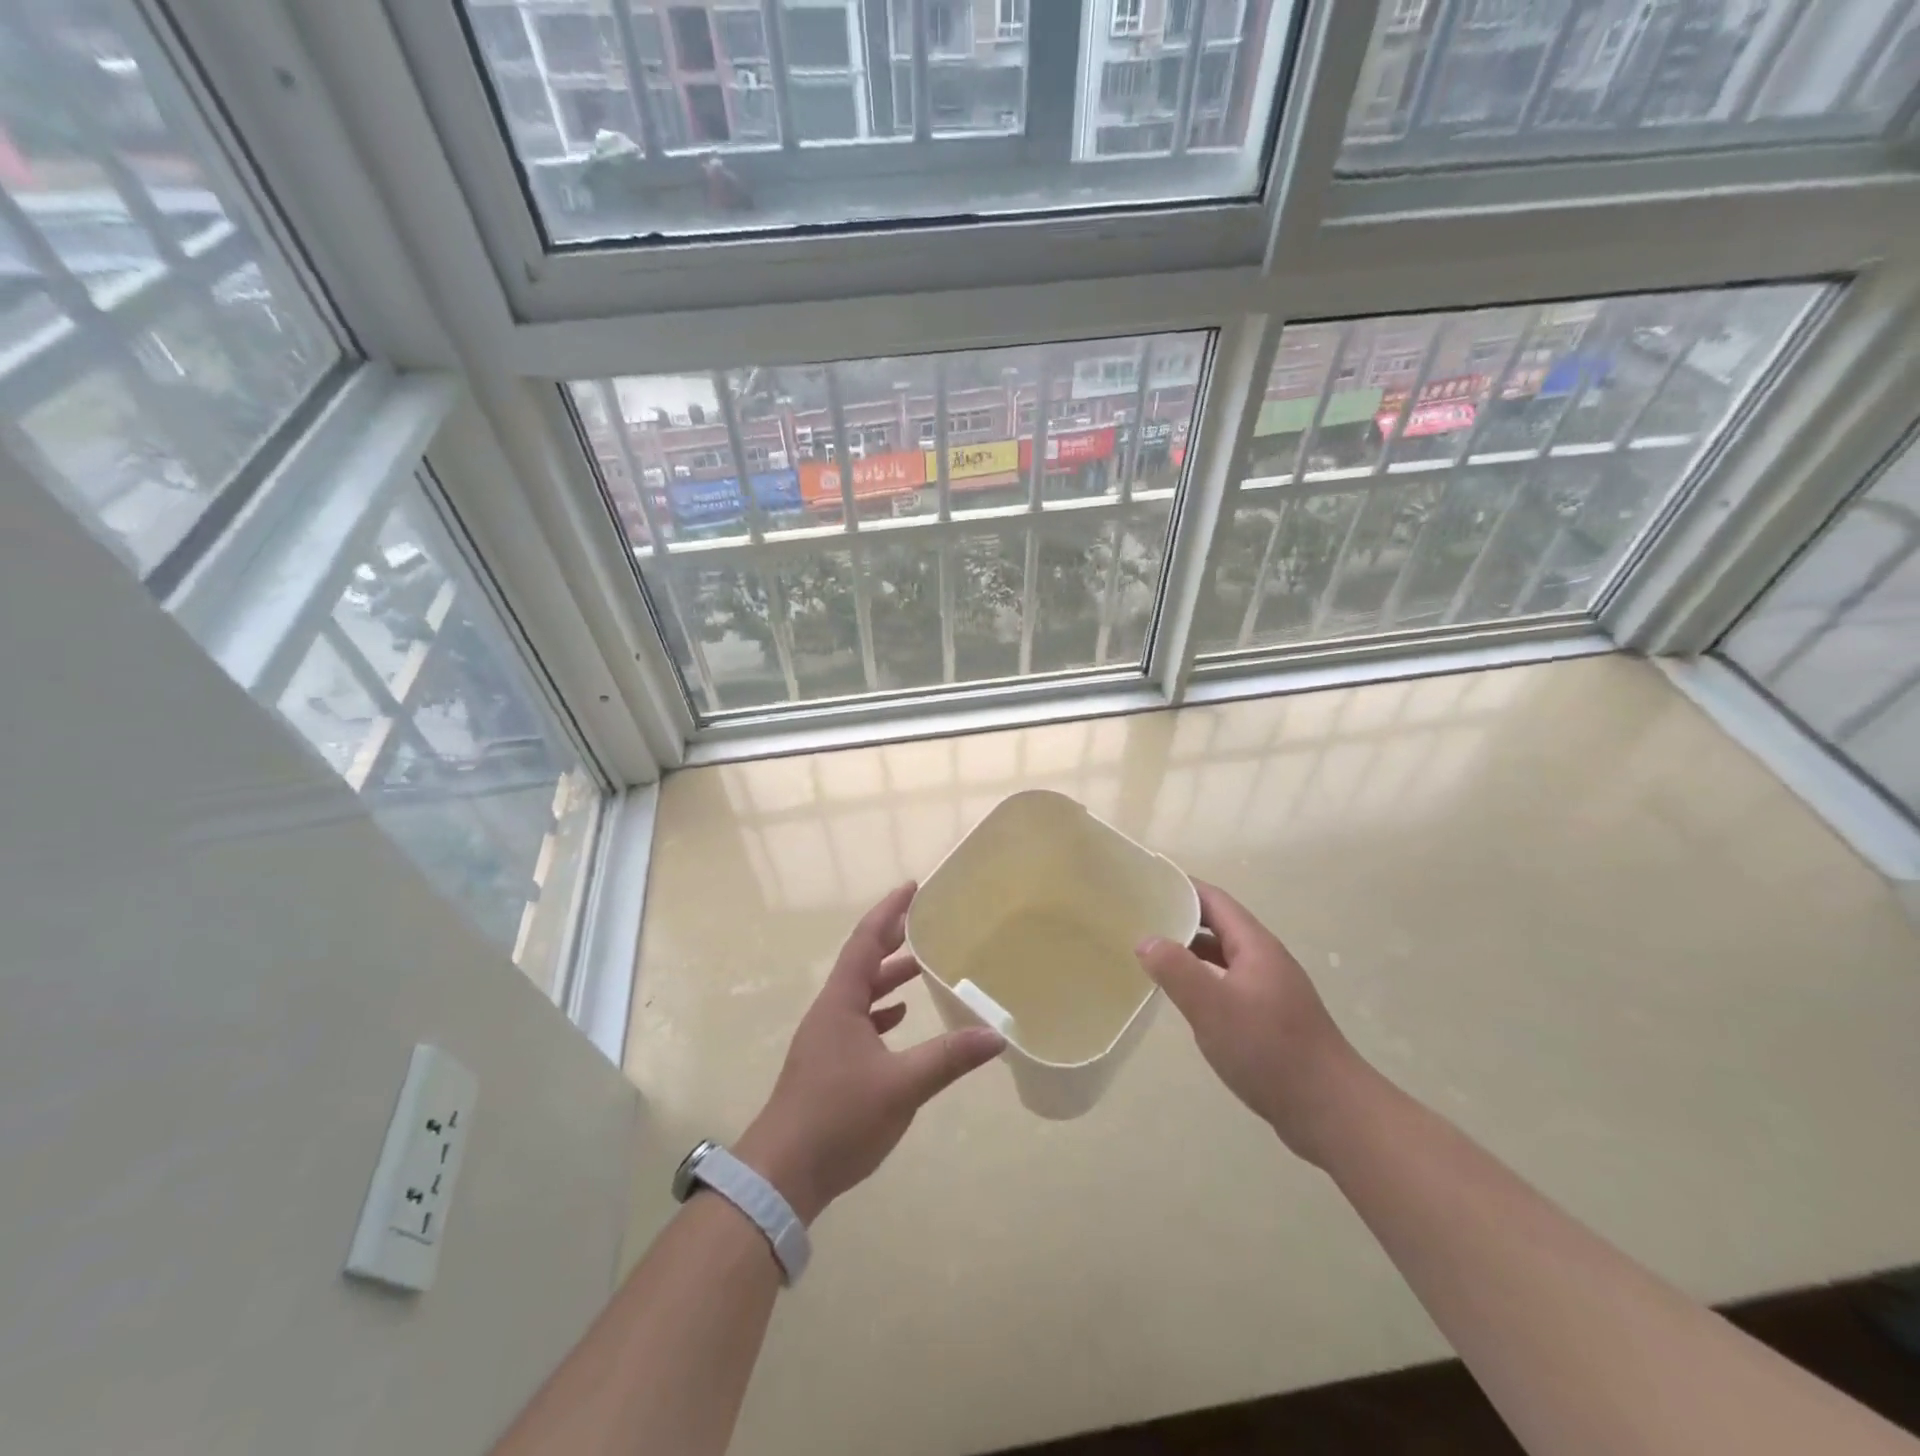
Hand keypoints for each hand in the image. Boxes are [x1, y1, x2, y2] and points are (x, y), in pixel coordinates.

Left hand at [736, 883, 1004, 1223]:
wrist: (782, 1174)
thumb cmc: (837, 1117)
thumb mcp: (901, 1086)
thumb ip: (948, 1058)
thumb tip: (996, 1035)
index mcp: (840, 1002)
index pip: (865, 941)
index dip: (889, 912)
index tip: (912, 888)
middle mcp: (830, 1012)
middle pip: (862, 962)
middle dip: (892, 939)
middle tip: (926, 922)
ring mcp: (826, 1039)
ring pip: (861, 993)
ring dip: (888, 976)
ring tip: (922, 967)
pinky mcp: (828, 1064)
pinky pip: (858, 1020)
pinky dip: (881, 1011)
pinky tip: (900, 1020)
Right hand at [1135, 881, 1370, 1165]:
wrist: (1331, 1112)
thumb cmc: (1270, 1050)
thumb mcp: (1213, 1007)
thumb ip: (1176, 970)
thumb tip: (1146, 940)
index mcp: (1256, 946)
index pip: (1214, 900)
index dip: (1181, 887)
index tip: (1146, 885)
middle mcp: (1265, 960)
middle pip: (1219, 926)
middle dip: (1181, 918)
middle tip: (1139, 920)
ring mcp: (1271, 990)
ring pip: (1223, 957)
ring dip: (1190, 951)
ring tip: (1151, 955)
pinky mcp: (1271, 1019)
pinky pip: (1229, 984)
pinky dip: (1203, 980)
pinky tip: (1185, 998)